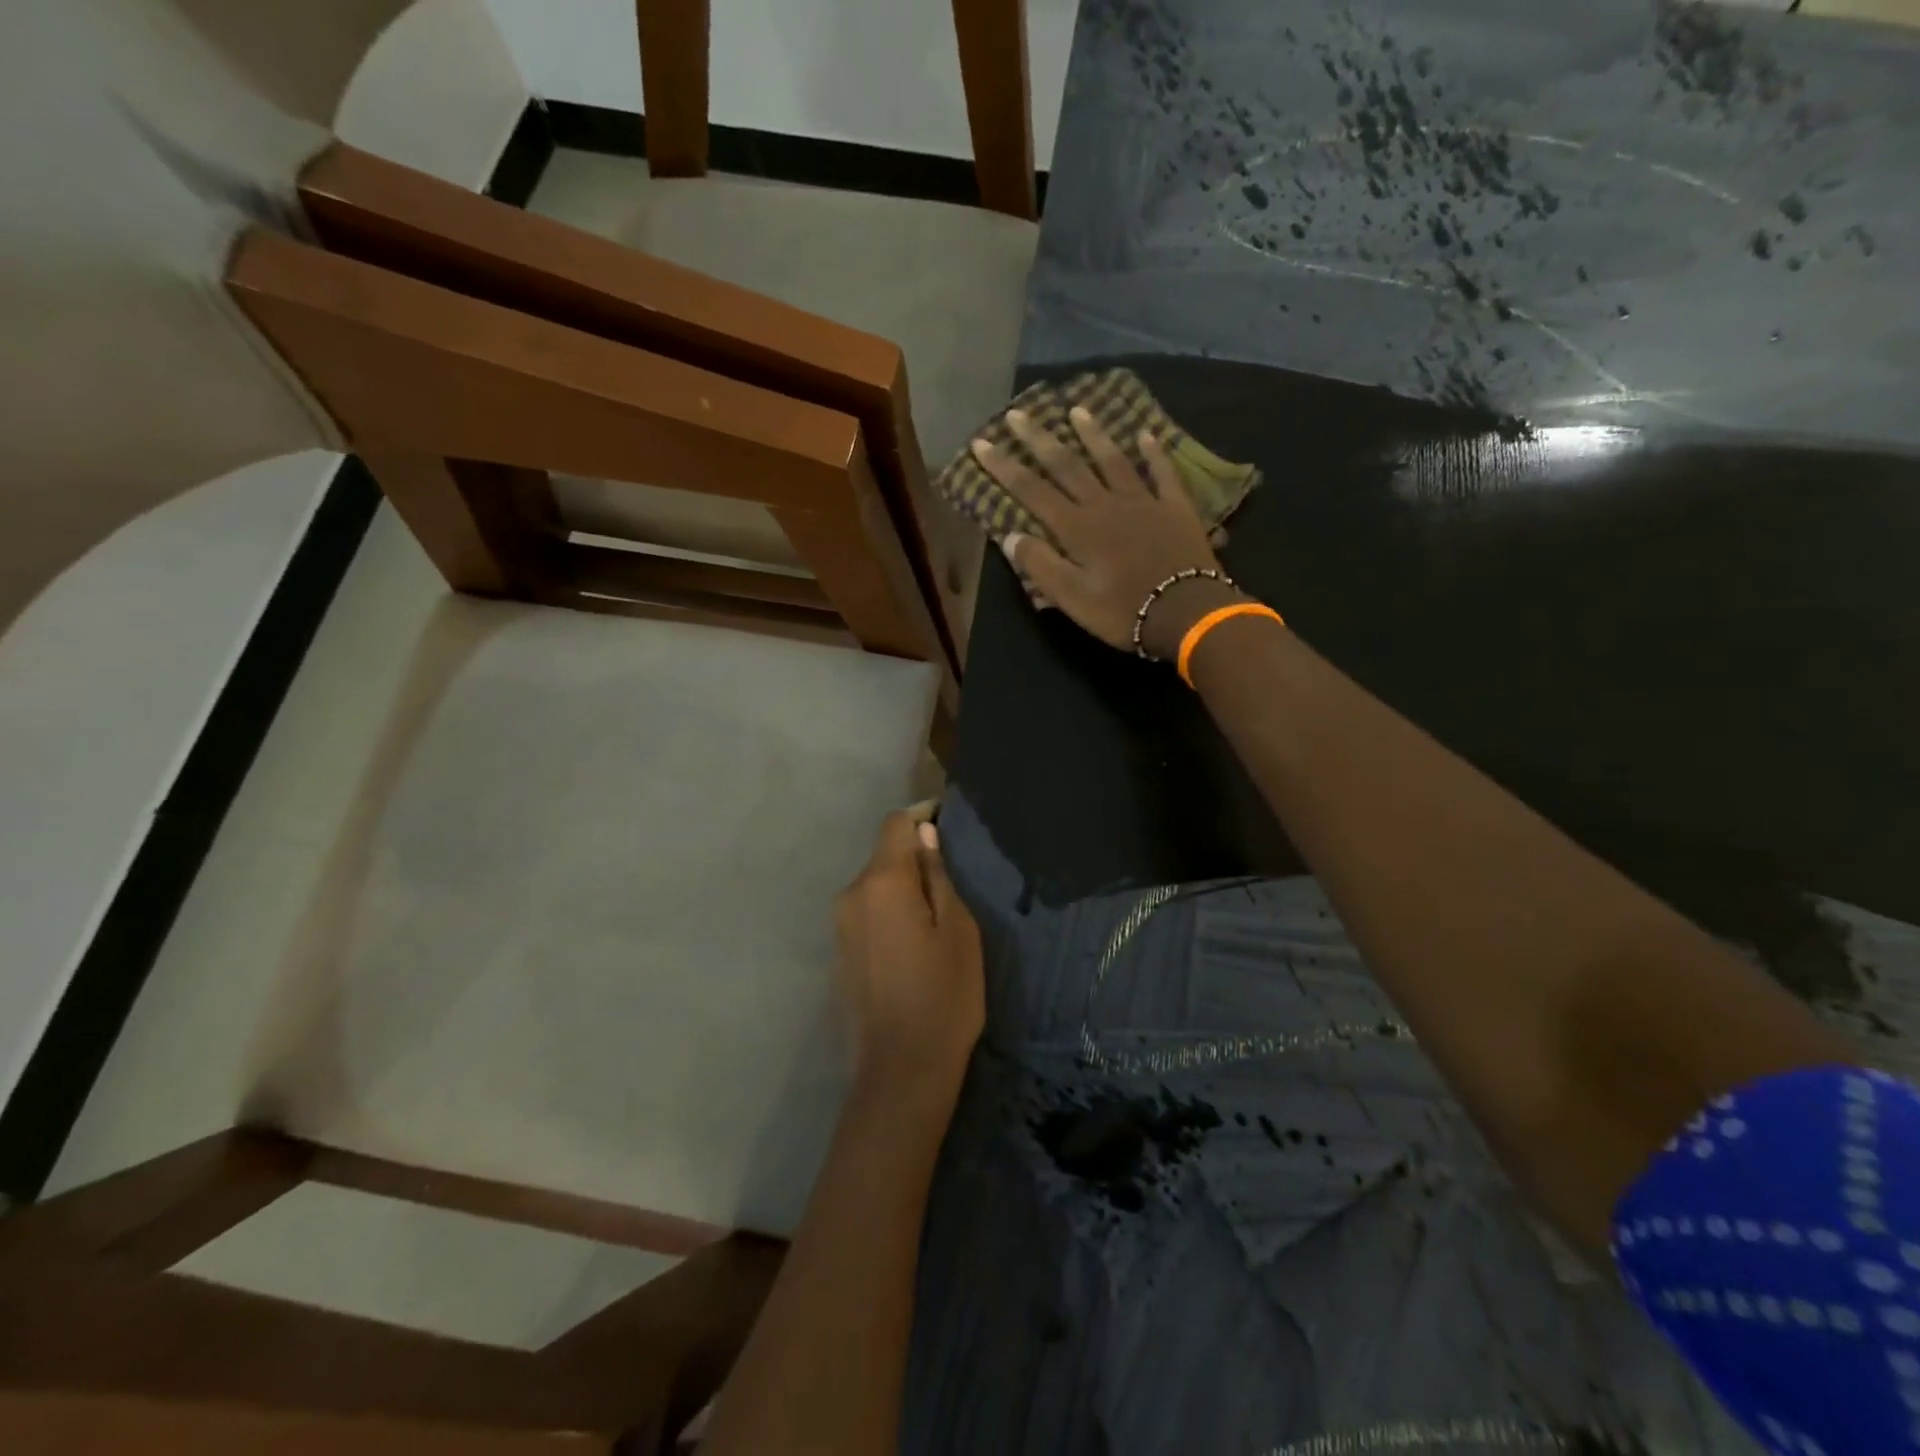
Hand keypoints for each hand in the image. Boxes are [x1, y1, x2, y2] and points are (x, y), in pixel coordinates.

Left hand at [834, 807, 983, 1101]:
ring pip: (875, 885)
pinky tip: (912, 944)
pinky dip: (889, 912)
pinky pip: (867, 912)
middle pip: (884, 855)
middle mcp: (851, 894)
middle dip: (915, 857)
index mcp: (882, 882)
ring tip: (935, 917)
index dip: (923, 817)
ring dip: (902, 887)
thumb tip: (924, 835)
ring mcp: (840, 925)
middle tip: (953, 883)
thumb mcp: (958, 930)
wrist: (901, 1072)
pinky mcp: (839, 952)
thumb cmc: (944, 996)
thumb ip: (937, 875)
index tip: (948, 826)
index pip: (896, 824)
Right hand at [969, 408, 1245, 660]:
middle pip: (1067, 465)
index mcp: (1076, 528)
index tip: (982, 443)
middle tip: (1019, 412)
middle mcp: (1105, 504)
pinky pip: (1162, 473)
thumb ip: (1040, 565)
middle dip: (1039, 439)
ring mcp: (1142, 501)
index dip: (1004, 467)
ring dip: (1093, 435)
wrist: (1186, 612)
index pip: (1031, 490)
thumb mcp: (1071, 598)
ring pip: (1112, 460)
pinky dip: (1154, 453)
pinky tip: (1147, 435)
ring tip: (1077, 410)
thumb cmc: (1122, 611)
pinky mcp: (1175, 508)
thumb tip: (1011, 535)